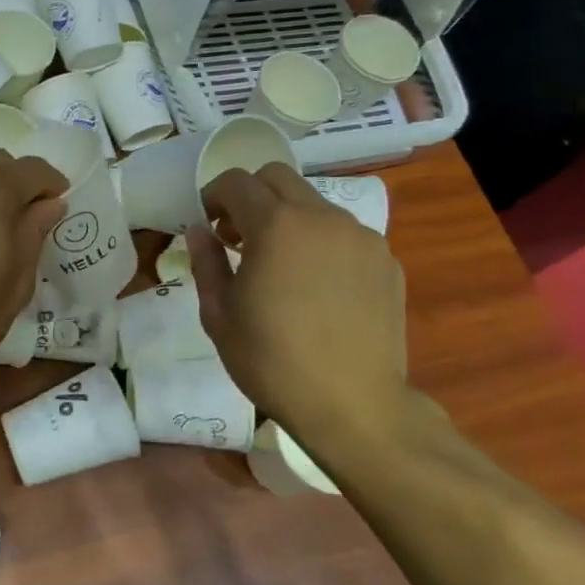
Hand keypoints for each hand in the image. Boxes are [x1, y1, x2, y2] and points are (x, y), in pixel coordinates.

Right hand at [189, 164, 407, 446]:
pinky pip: (344, 233)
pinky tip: (317, 286)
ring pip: (313, 203)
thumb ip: (206, 262)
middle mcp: (322, 217)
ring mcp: (360, 237)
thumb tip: (199, 230)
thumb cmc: (272, 362)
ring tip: (280, 265)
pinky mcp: (386, 260)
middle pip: (278, 177)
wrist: (354, 407)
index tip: (206, 224)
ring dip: (287, 218)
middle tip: (237, 237)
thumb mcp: (219, 315)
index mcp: (276, 225)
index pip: (236, 182)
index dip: (212, 196)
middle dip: (250, 196)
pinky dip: (320, 242)